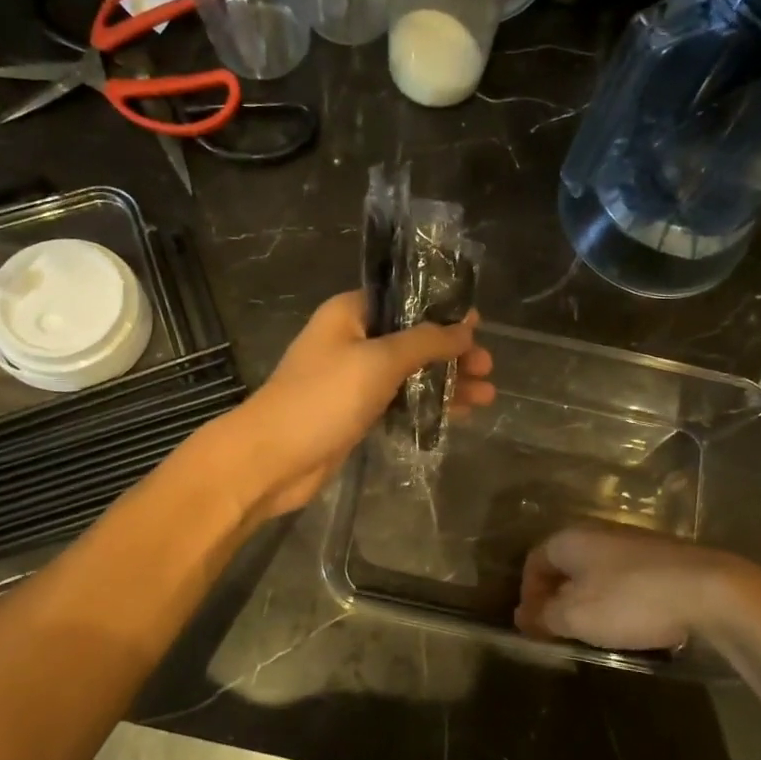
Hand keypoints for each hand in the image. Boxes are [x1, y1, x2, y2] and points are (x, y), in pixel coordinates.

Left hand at [216, 291, 493, 519]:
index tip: (479, 326)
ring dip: (446, 383)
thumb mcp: (379, 361)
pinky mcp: (355, 412)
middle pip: (412, 338)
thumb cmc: (323, 398)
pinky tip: (459, 415)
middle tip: (488, 368)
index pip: (405, 300)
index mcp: (350, 313)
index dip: (443, 310)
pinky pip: (399, 401)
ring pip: (409, 373)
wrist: (272, 459)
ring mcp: (353, 378)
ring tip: (487, 396)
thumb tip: (466, 328)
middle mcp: (352, 339)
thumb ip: (425, 342)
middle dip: (452, 353)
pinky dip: (426, 405)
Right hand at [514, 523, 760, 650]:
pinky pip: (624, 577)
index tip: (535, 626)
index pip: (534, 561)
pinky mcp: (660, 556)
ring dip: (589, 600)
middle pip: (565, 565)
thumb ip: (543, 615)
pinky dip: (618, 599)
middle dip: (558, 598)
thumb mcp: (576, 616)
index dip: (528, 594)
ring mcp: (631, 541)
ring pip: (595, 571)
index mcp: (569, 538)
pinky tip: (631, 622)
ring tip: (597, 632)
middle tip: (562, 631)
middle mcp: (596, 531)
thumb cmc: (629, 600)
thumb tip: (522, 615)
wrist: (708, 589)